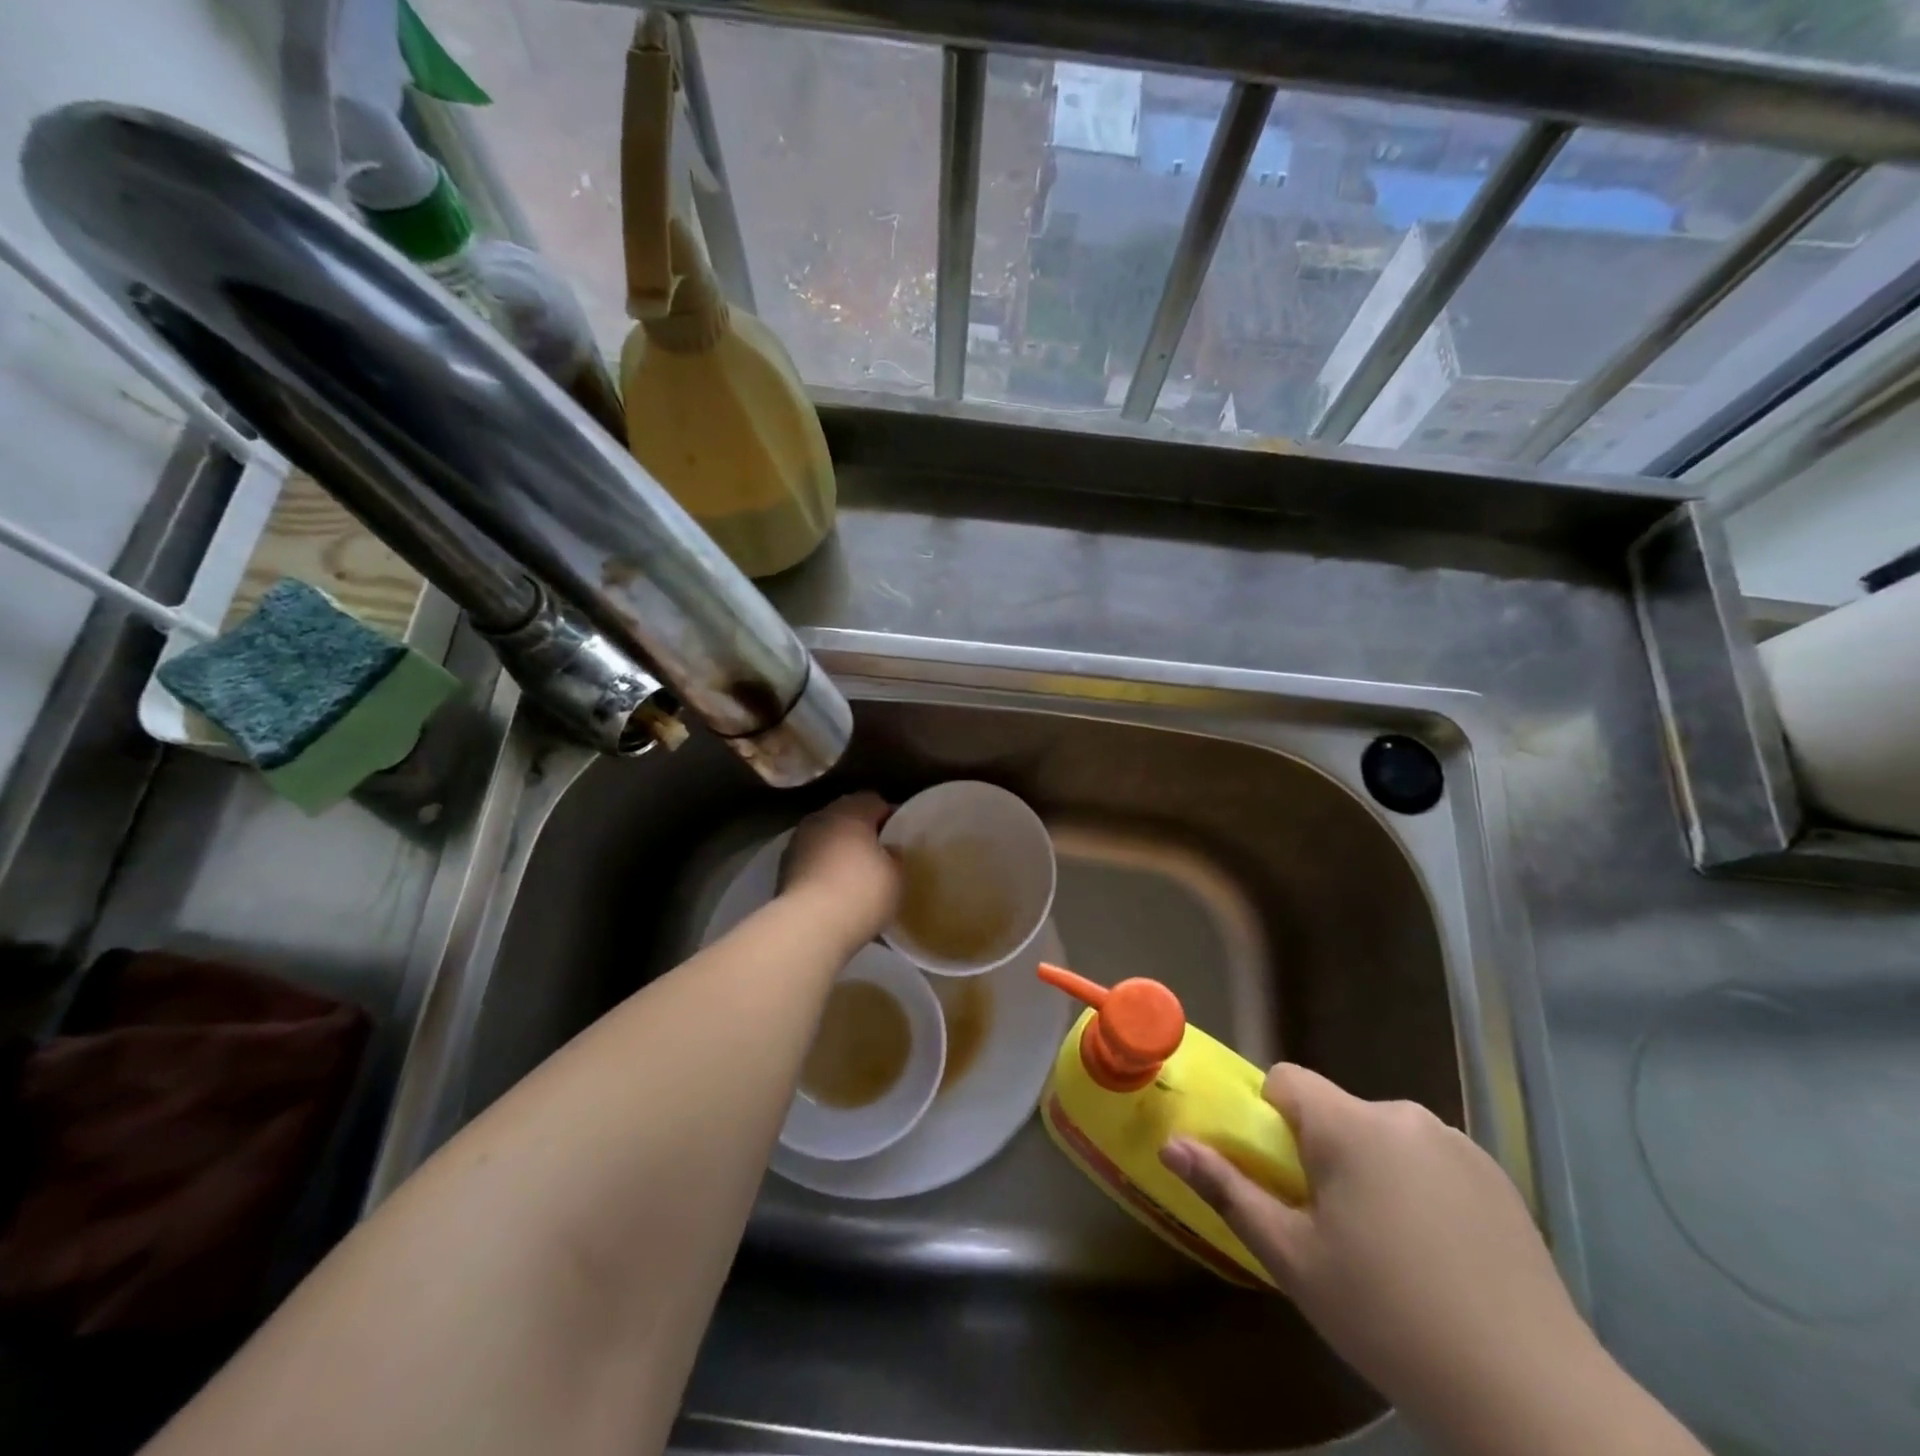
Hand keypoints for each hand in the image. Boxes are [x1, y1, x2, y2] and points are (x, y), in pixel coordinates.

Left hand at [779, 793, 899, 952]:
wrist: (809, 926)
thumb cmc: (862, 892)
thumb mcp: (896, 876)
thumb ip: (895, 856)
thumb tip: (888, 850)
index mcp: (851, 811)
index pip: (875, 801)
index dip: (889, 818)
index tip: (899, 838)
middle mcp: (821, 817)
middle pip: (846, 816)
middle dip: (861, 832)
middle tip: (878, 856)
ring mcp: (797, 842)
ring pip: (825, 838)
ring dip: (838, 850)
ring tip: (854, 875)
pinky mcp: (782, 868)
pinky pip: (811, 860)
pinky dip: (822, 869)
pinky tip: (834, 891)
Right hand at [1161, 1065, 1600, 1436]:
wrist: (1531, 1395)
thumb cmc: (1388, 1316)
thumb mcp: (1293, 1259)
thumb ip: (1228, 1190)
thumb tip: (1170, 1145)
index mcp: (1349, 1125)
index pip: (1286, 1079)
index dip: (1270, 1117)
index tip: (1280, 1175)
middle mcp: (1402, 1115)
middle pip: (1337, 1112)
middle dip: (1323, 1153)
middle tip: (1332, 1228)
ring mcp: (1458, 1143)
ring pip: (1384, 1137)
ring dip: (1372, 1170)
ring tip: (1391, 1249)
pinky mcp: (1498, 1178)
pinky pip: (1432, 1160)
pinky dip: (1420, 1188)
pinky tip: (1441, 1256)